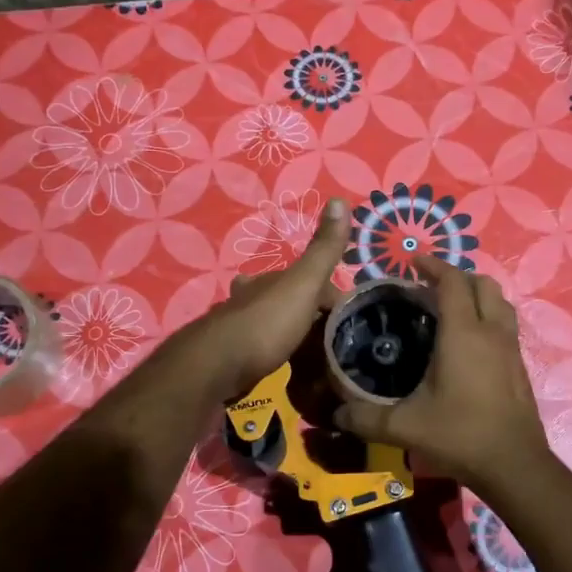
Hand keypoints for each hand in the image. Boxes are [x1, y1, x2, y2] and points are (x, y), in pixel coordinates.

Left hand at [193, 197, 351, 396]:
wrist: (218, 368)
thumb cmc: (266, 322)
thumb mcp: (303, 283)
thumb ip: (323, 250)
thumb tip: (340, 199)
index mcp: (272, 280)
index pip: (312, 281)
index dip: (334, 298)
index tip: (353, 322)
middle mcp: (253, 299)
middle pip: (290, 302)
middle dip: (310, 315)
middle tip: (337, 343)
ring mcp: (242, 330)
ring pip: (276, 327)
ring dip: (294, 336)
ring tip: (318, 360)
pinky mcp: (235, 360)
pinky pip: (266, 354)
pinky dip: (280, 357)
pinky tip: (289, 372)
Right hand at [332, 255, 551, 496]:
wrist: (514, 466)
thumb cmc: (459, 435)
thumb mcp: (405, 427)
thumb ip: (365, 417)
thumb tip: (334, 412)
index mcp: (463, 333)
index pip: (452, 281)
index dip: (433, 266)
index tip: (412, 264)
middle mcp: (491, 332)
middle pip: (483, 284)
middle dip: (457, 276)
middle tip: (430, 287)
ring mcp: (510, 349)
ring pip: (500, 303)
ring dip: (477, 295)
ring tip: (451, 308)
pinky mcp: (519, 366)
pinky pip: (505, 326)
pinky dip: (487, 319)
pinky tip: (468, 344)